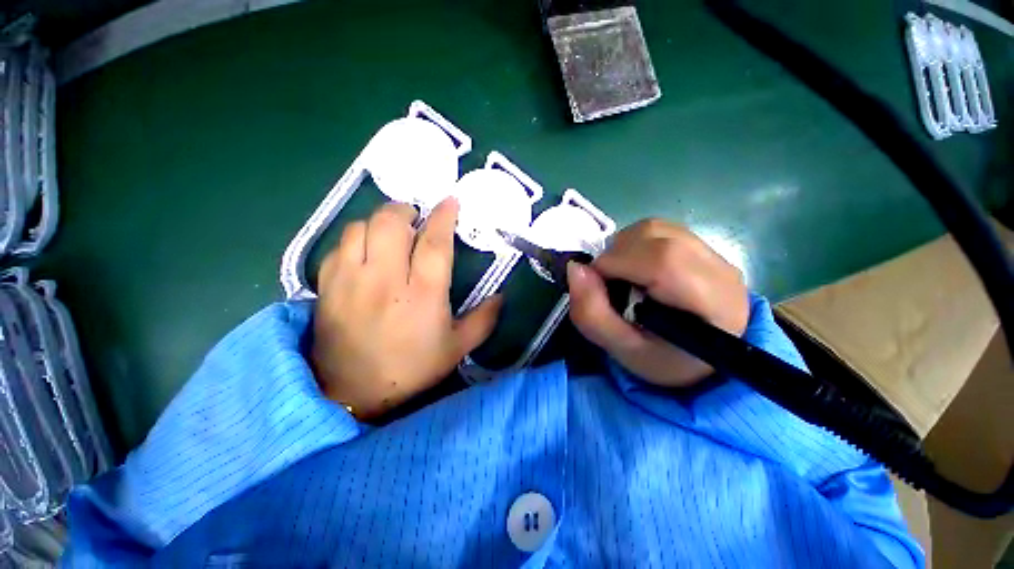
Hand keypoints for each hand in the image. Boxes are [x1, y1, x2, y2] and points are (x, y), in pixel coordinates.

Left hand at [311, 198, 501, 419]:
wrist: (354, 393)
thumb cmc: (412, 368)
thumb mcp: (457, 348)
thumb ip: (484, 320)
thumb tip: (502, 297)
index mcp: (423, 295)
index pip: (435, 243)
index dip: (444, 216)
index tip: (450, 201)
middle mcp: (386, 281)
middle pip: (391, 223)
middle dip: (406, 211)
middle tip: (416, 218)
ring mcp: (351, 281)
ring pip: (361, 227)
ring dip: (379, 222)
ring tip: (390, 233)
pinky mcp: (327, 287)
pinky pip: (338, 246)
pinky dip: (355, 239)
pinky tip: (365, 251)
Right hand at [567, 219, 749, 387]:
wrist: (706, 357)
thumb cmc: (665, 359)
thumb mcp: (623, 350)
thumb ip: (593, 314)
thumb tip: (574, 268)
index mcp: (710, 303)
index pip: (661, 261)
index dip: (615, 264)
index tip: (596, 285)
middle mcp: (717, 268)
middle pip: (654, 236)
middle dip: (615, 255)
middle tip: (608, 284)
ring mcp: (712, 252)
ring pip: (653, 228)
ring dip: (622, 248)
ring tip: (621, 277)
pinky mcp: (701, 245)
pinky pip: (657, 230)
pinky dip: (632, 244)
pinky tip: (634, 268)